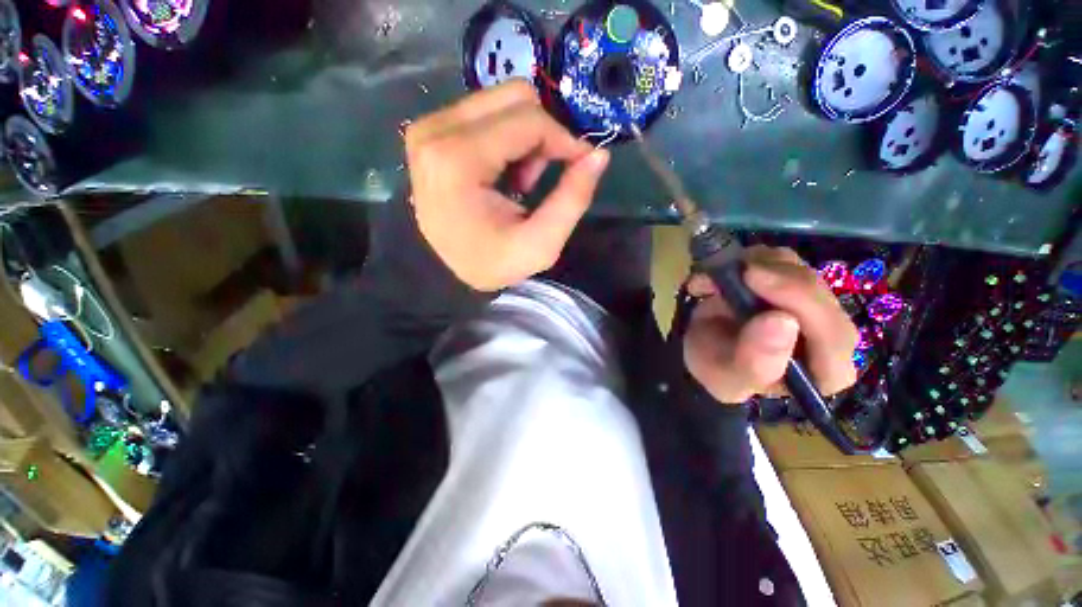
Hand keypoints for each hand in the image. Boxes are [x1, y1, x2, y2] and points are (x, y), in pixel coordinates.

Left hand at [404, 80, 610, 291]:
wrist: (450, 270)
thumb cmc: (493, 262)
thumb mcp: (541, 244)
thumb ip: (573, 199)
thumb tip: (599, 154)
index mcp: (457, 160)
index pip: (528, 120)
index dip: (564, 139)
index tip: (580, 164)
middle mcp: (435, 131)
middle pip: (514, 98)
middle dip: (541, 137)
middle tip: (538, 178)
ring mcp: (428, 127)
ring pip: (500, 101)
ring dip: (524, 139)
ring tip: (519, 181)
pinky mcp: (430, 130)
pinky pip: (483, 111)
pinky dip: (505, 138)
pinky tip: (502, 174)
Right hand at [683, 246, 858, 403]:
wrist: (704, 347)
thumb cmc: (718, 370)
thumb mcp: (726, 377)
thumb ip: (754, 362)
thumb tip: (781, 320)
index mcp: (826, 370)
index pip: (834, 336)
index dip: (799, 303)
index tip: (752, 280)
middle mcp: (829, 333)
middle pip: (817, 293)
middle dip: (770, 278)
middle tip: (727, 272)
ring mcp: (813, 302)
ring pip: (797, 268)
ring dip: (751, 266)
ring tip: (712, 280)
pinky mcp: (794, 280)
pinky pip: (777, 258)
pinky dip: (743, 258)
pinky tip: (718, 274)